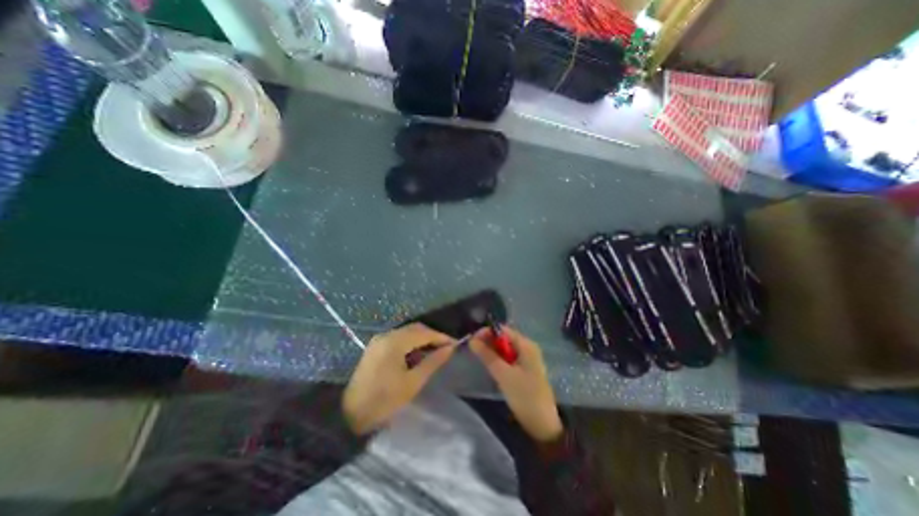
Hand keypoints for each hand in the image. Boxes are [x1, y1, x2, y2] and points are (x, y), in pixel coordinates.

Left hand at [343, 324, 456, 432]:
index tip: (454, 344)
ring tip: (434, 352)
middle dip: (431, 336)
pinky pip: (398, 338)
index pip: (424, 333)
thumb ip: (433, 362)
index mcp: (395, 342)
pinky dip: (410, 343)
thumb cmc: (384, 400)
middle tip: (445, 348)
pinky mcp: (375, 347)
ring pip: (406, 332)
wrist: (349, 415)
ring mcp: (379, 340)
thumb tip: (449, 349)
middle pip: (415, 329)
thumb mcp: (413, 382)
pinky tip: (416, 355)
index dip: (441, 337)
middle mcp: (386, 335)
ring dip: (421, 339)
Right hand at [469, 330, 563, 440]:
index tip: (471, 340)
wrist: (543, 425)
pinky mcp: (525, 369)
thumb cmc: (524, 396)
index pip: (503, 330)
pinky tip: (490, 365)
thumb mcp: (503, 374)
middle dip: (488, 341)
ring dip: (492, 351)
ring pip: (505, 349)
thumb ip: (487, 355)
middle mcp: (527, 348)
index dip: (486, 332)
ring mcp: (527, 359)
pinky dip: (498, 359)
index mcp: (526, 345)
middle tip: (472, 349)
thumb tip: (472, 339)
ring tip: (478, 356)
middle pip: (504, 338)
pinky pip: (509, 358)